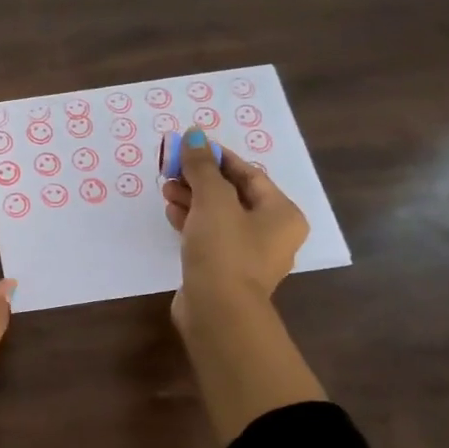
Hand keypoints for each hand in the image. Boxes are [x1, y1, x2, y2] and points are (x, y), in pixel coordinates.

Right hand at [161, 129, 325, 443]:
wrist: (218, 312)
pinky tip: (171, 213)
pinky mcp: (226, 270)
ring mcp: (249, 255)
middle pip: (233, 194)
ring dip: (193, 200)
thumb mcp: (212, 200)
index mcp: (282, 213)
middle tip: (172, 170)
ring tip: (166, 190)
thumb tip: (194, 135)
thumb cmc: (225, 250)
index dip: (217, 157)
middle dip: (201, 180)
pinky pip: (210, 237)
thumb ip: (202, 166)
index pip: (249, 173)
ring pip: (219, 216)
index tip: (189, 146)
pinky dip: (192, 222)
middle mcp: (272, 233)